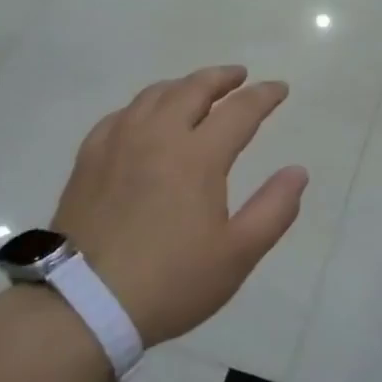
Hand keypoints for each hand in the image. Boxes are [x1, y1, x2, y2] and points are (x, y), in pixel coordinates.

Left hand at [50, 65, 307, 346]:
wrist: (84, 305)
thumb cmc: (171, 282)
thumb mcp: (237, 255)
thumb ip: (274, 209)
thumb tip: (297, 171)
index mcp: (197, 157)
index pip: (239, 111)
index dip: (263, 96)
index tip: (279, 89)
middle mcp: (156, 137)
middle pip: (192, 89)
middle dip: (221, 78)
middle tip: (239, 76)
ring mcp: (117, 145)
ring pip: (153, 96)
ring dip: (182, 85)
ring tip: (196, 89)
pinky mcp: (88, 160)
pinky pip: (119, 116)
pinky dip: (142, 107)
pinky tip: (143, 118)